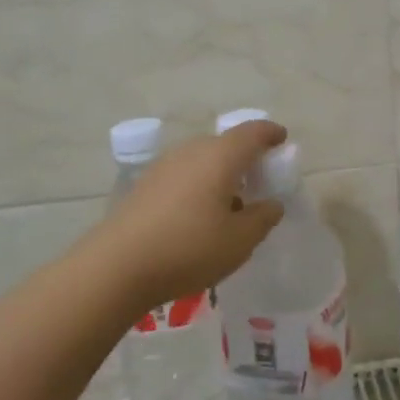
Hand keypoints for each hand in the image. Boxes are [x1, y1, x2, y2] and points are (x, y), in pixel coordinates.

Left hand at [84, 119, 287, 309]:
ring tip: (229, 202)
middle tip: (258, 179)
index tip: (281, 139)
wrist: (118, 266)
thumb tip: (271, 204)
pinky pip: (182, 175)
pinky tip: (198, 214)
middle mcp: (190, 152)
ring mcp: (163, 166)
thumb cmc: (189, 249)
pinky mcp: (144, 185)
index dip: (269, 133)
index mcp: (219, 157)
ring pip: (201, 160)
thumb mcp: (239, 241)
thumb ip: (262, 218)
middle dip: (244, 157)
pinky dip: (198, 185)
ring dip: (219, 173)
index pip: (251, 133)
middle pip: (224, 145)